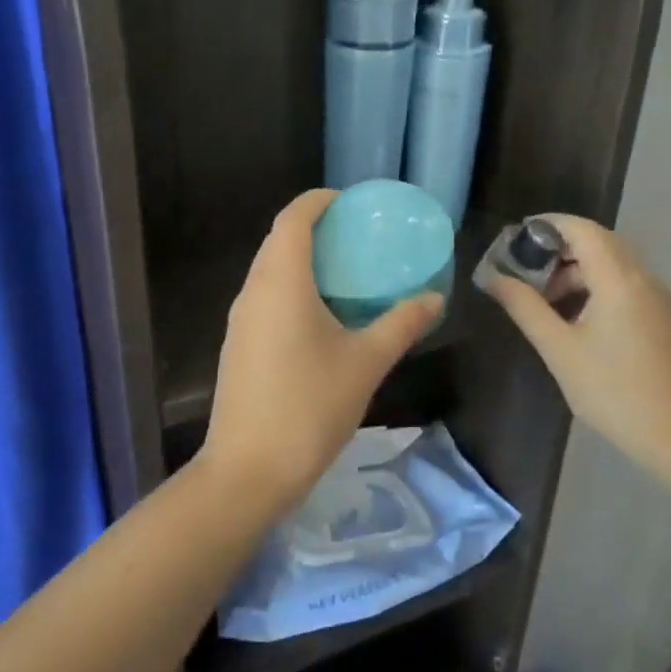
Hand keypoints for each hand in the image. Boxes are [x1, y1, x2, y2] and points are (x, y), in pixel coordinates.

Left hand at [201, 190, 441, 508]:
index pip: (294, 218)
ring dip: (302, 261)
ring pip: (269, 271)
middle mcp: (253, 291)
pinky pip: (264, 298)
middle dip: (315, 229)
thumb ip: (401, 324)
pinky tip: (320, 316)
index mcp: (281, 282)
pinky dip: (291, 289)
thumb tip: (434, 298)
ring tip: (345, 273)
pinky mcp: (237, 345)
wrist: (248, 470)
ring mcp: (239, 320)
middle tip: (358, 237)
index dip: (320, 201)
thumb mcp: (366, 363)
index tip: (352, 203)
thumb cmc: (310, 407)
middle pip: (279, 240)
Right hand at [479, 214, 670, 473]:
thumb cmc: (612, 391)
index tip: (513, 239)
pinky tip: (573, 318)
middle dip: (557, 249)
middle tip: (522, 271)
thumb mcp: (559, 349)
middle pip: (597, 242)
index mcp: (619, 279)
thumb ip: (524, 307)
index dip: (546, 225)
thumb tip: (492, 277)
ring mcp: (657, 298)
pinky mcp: (661, 317)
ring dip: (575, 271)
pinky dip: (594, 286)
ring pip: (611, 264)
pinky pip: (624, 284)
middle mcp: (643, 278)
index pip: (581, 229)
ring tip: (543, 301)